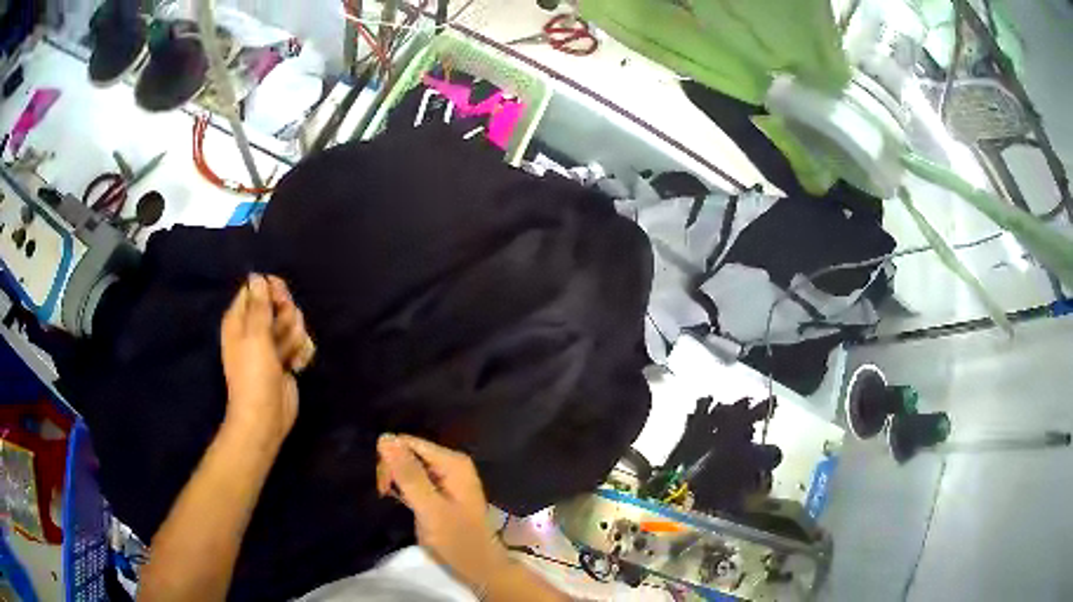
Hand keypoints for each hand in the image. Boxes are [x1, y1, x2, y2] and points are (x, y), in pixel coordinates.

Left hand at [220, 274, 314, 445]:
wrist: (266, 416)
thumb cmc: (254, 375)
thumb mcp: (255, 336)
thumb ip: (259, 305)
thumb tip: (257, 277)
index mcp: (239, 319)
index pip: (256, 288)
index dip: (271, 290)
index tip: (281, 299)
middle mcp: (254, 329)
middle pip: (278, 304)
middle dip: (287, 316)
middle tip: (284, 333)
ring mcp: (271, 345)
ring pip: (293, 324)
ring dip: (296, 337)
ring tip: (289, 356)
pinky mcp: (286, 360)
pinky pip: (301, 344)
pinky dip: (302, 353)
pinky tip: (297, 365)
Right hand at [376, 435, 510, 589]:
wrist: (479, 568)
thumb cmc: (457, 540)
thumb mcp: (430, 509)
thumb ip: (408, 474)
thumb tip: (385, 438)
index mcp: (452, 462)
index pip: (408, 442)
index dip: (390, 460)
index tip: (382, 486)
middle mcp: (450, 463)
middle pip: (408, 452)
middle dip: (392, 470)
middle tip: (386, 496)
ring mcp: (446, 478)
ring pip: (409, 467)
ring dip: (396, 481)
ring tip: (393, 500)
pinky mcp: (440, 492)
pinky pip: (415, 480)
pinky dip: (404, 490)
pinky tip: (401, 502)